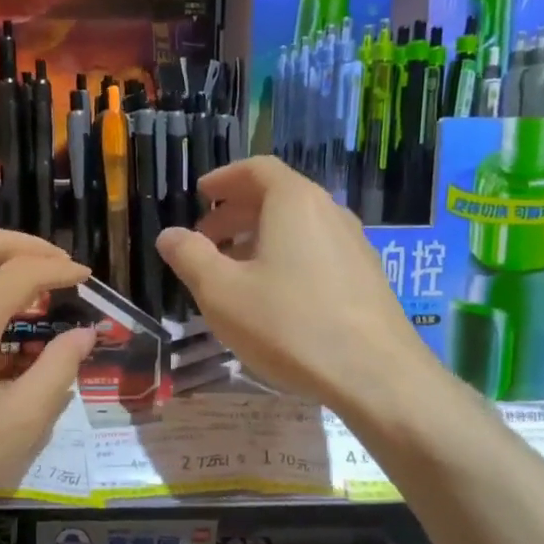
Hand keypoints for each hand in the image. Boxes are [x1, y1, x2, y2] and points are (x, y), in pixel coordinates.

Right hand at [157, 156, 425, 412]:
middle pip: (278, 196)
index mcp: (294, 203)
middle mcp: (329, 212)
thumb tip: (169, 234)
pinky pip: (317, 251)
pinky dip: (286, 257)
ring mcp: (354, 245)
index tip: (201, 194)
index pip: (257, 169)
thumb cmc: (288, 325)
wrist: (375, 375)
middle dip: (236, 212)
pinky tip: (273, 296)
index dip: (224, 178)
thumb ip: (190, 257)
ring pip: (298, 227)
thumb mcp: (222, 292)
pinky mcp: (366, 277)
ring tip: (234, 270)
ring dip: (260, 238)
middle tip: (206, 239)